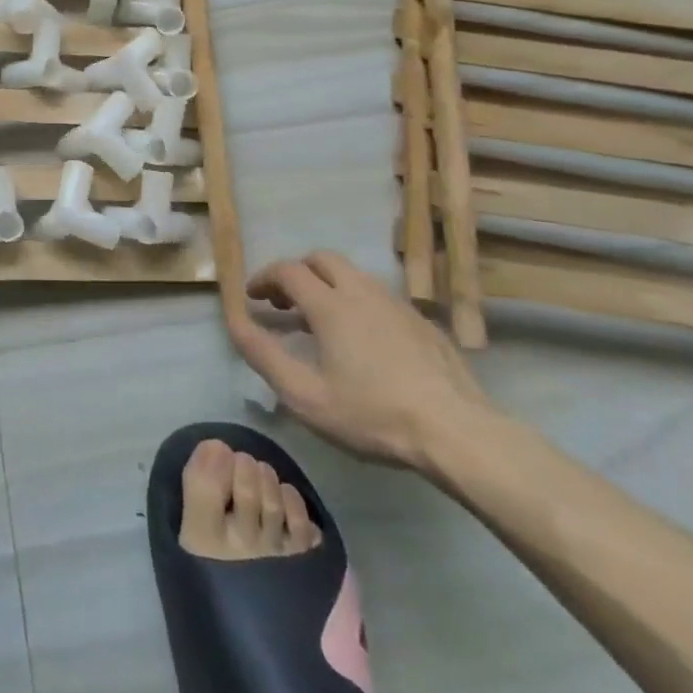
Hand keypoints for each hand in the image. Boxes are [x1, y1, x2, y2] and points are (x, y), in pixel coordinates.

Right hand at [232, 251, 494, 473]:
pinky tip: (363, 340)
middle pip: (322, 260)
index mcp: (330, 304)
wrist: (458, 433)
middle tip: (285, 302)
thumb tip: (233, 321)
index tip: (252, 297)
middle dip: (297, 272)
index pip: (287, 270)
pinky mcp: (423, 322)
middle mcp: (361, 291)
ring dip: (328, 285)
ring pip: (353, 275)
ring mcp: (397, 304)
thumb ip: (263, 354)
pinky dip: (357, 303)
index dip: (264, 278)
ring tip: (320, 321)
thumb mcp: (305, 395)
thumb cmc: (372, 415)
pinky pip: (379, 297)